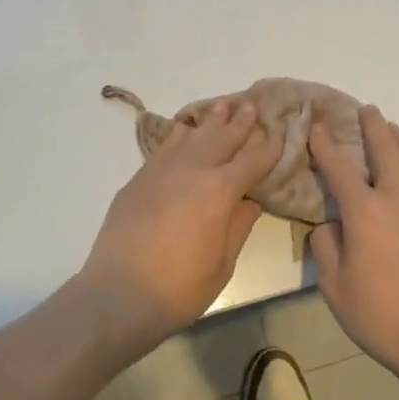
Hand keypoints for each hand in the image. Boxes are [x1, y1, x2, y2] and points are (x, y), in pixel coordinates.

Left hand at [75, 100, 279, 355]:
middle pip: (223, 138)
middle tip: (252, 105)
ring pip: (192, 134)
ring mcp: (163, 169)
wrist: (118, 294)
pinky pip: (165, 145)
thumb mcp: (222, 265)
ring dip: (211, 120)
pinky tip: (185, 128)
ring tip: (223, 105)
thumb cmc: (179, 288)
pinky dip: (180, 133)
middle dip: (241, 122)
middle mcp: (193, 170)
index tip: (280, 133)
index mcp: (220, 191)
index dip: (269, 148)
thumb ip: (238, 227)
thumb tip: (250, 201)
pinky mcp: (140, 177)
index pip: (252, 162)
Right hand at [309, 106, 398, 390]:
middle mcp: (397, 197)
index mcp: (364, 211)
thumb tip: (329, 225)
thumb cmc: (382, 317)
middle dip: (372, 125)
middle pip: (385, 148)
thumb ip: (326, 249)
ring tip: (391, 129)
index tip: (316, 126)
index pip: (339, 167)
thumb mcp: (336, 289)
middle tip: (366, 110)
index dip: (325, 145)